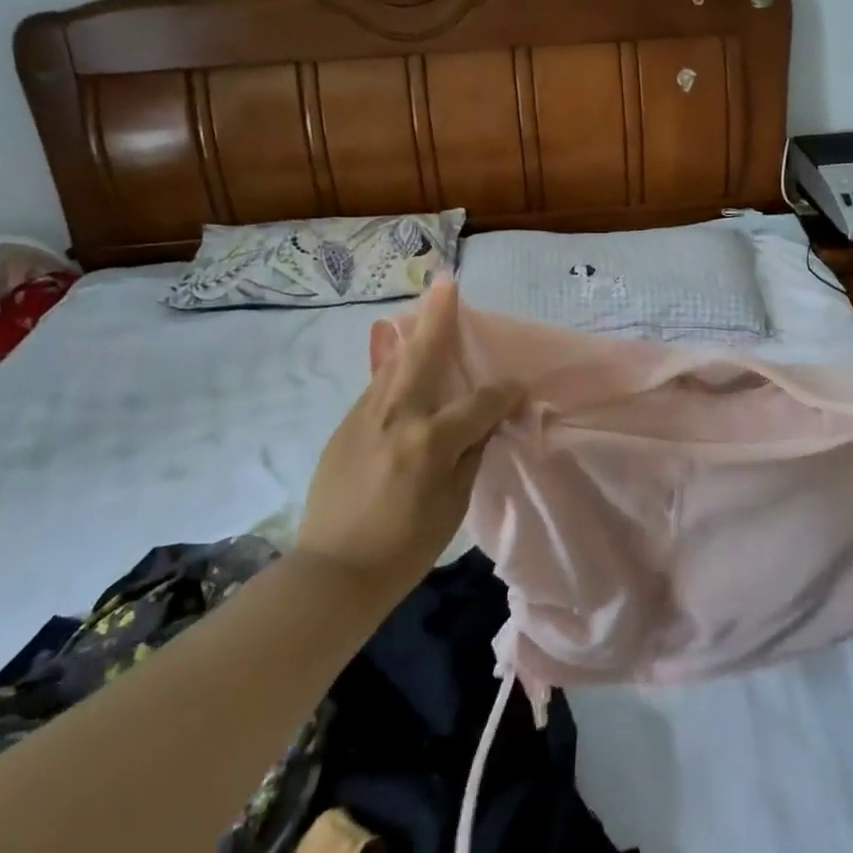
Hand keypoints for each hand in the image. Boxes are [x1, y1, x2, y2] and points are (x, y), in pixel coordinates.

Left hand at [296, 281, 522, 593]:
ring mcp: (364, 417)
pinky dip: (393, 368)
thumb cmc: (404, 547)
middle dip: (439, 317)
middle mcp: (396, 417)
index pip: (479, 403)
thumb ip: (471, 453)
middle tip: (446, 282)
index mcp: (430, 441)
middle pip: (422, 356)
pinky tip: (400, 359)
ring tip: (423, 307)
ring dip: (412, 335)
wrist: (332, 571)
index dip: (505, 393)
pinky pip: (377, 387)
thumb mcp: (452, 504)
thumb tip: (485, 420)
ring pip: (393, 365)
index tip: (520, 387)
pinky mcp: (345, 426)